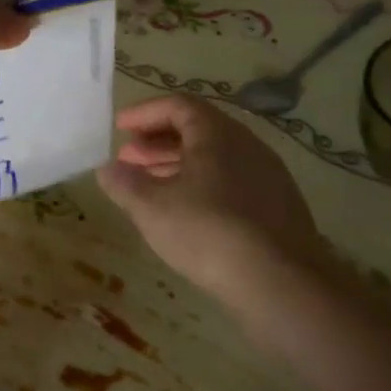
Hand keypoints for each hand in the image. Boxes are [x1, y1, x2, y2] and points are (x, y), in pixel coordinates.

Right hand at [97, 94, 320, 291]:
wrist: (283, 285)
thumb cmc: (208, 232)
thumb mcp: (151, 207)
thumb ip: (124, 183)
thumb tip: (107, 169)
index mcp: (217, 134)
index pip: (177, 105)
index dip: (144, 113)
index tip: (119, 128)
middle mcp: (247, 145)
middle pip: (197, 129)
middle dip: (157, 141)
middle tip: (128, 159)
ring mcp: (268, 177)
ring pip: (215, 157)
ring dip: (177, 164)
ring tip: (150, 186)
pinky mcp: (278, 207)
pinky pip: (231, 180)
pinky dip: (201, 184)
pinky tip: (185, 212)